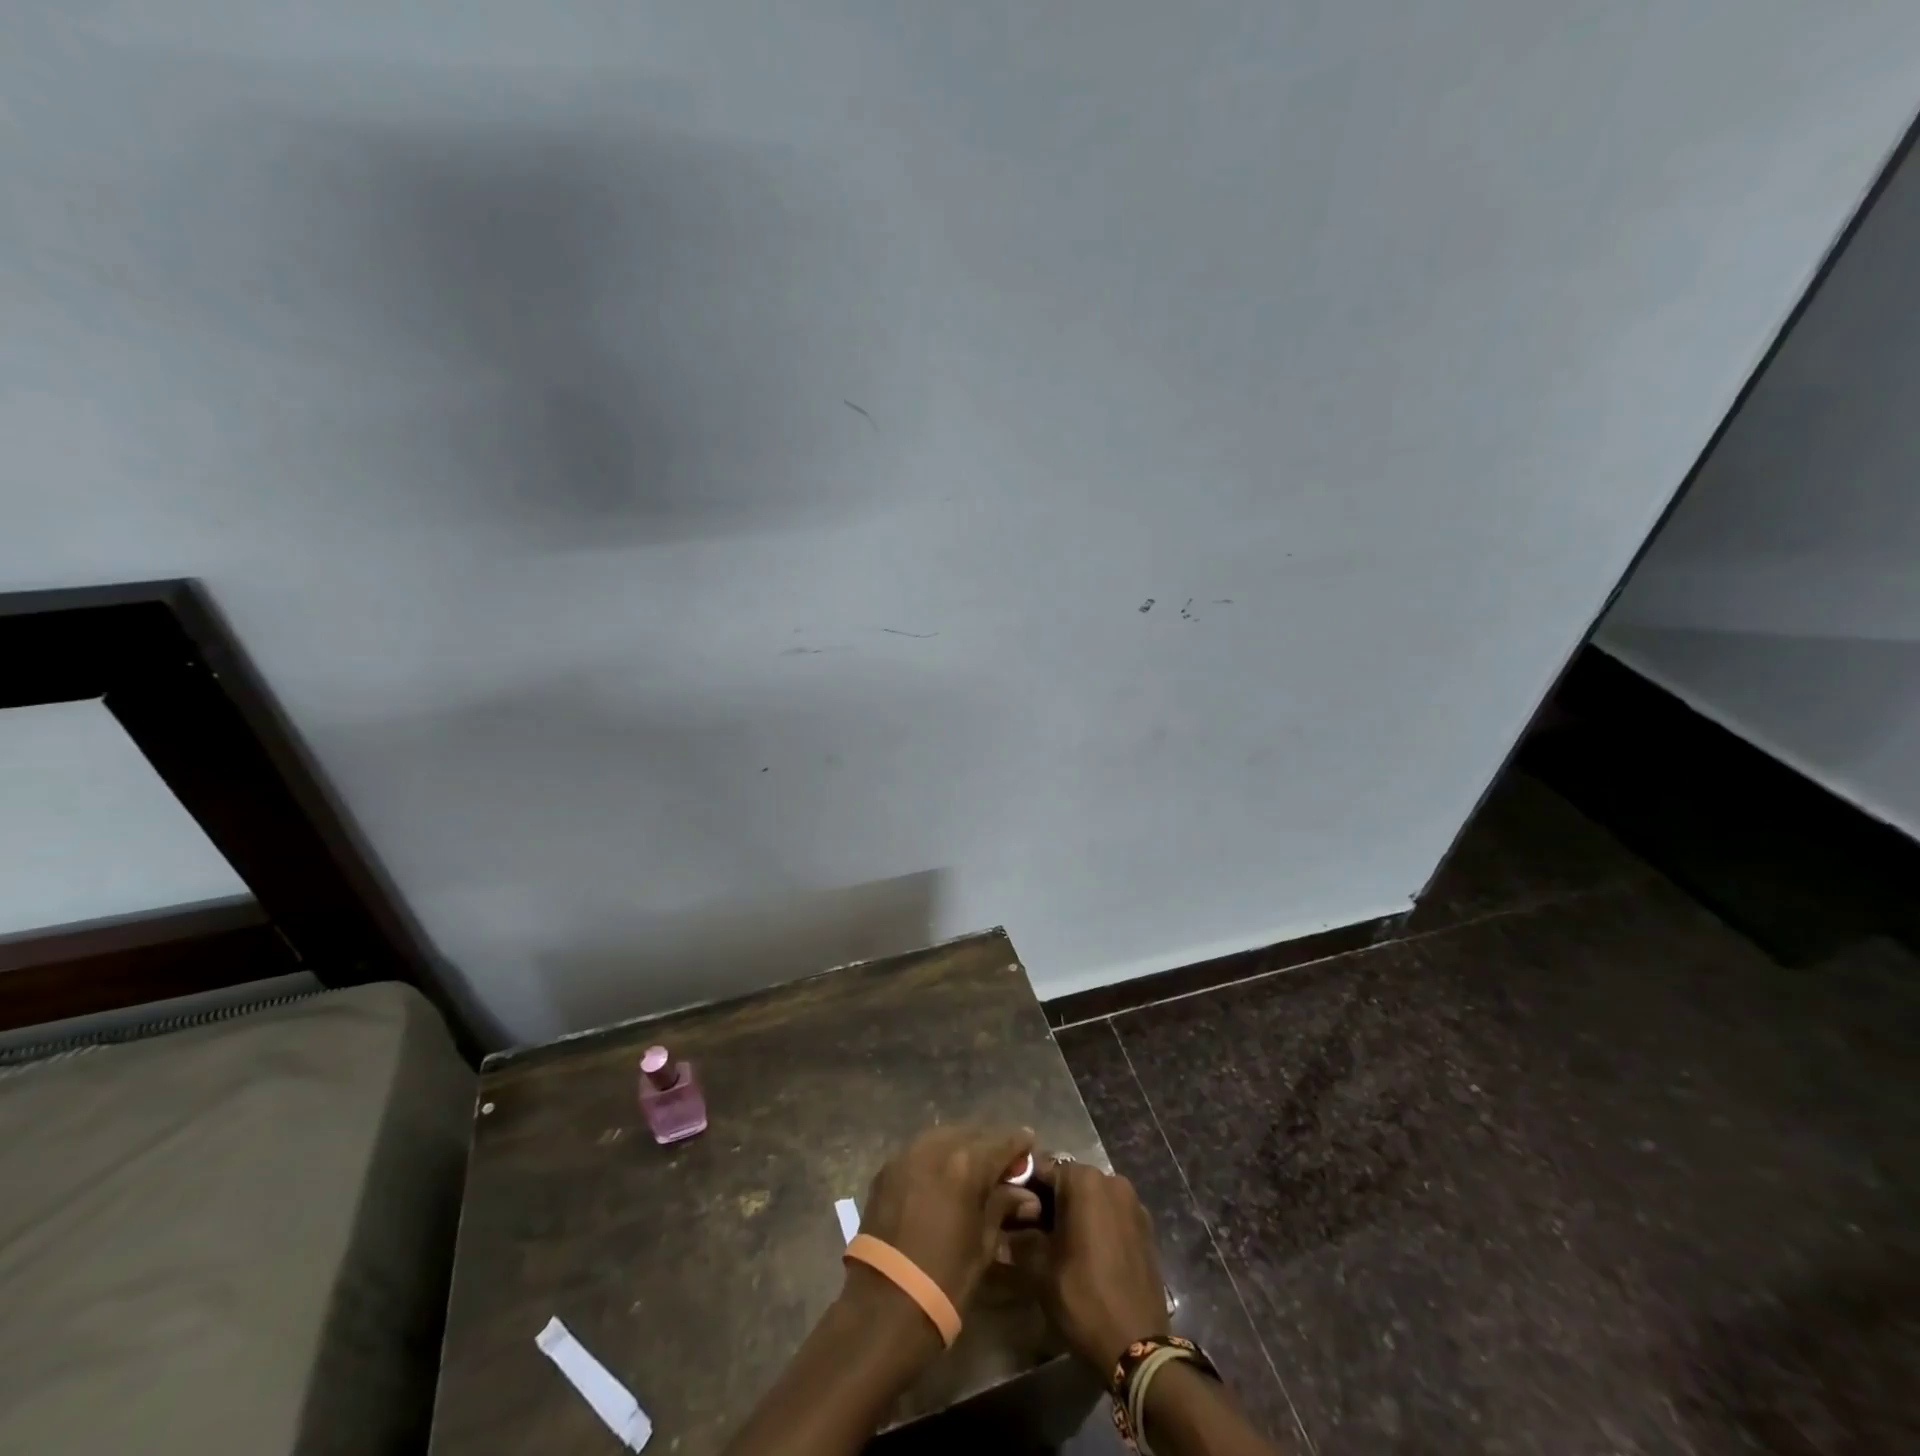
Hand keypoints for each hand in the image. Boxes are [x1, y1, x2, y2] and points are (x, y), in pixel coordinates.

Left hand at [856, 1124, 1040, 1310]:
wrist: (884, 1304)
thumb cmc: (945, 1278)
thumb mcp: (984, 1243)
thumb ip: (1003, 1207)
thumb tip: (1027, 1196)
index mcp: (967, 1163)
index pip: (1002, 1141)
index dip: (1020, 1144)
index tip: (1030, 1147)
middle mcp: (937, 1146)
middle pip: (973, 1133)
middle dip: (990, 1145)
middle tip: (1003, 1165)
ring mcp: (908, 1153)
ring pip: (945, 1136)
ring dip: (962, 1147)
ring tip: (973, 1170)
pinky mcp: (888, 1167)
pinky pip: (920, 1150)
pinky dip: (937, 1157)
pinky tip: (942, 1178)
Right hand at [1012, 1162, 1168, 1373]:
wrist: (1139, 1347)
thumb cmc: (1083, 1298)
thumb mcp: (1040, 1269)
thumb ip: (1020, 1238)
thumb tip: (1004, 1229)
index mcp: (1084, 1180)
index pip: (1041, 1170)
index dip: (1022, 1189)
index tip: (1008, 1212)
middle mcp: (1111, 1180)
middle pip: (1068, 1181)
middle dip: (1047, 1202)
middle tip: (1028, 1232)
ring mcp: (1133, 1203)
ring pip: (1090, 1197)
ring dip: (1072, 1212)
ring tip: (1055, 1244)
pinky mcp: (1145, 1227)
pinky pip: (1110, 1213)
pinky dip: (1095, 1223)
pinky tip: (1084, 1253)